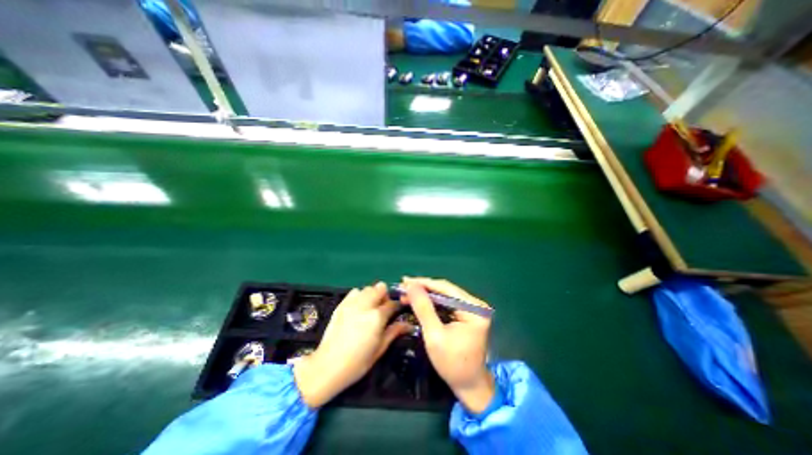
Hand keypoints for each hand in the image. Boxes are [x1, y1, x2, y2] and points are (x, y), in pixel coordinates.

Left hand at [294, 283, 413, 407]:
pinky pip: (354, 292)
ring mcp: (352, 303)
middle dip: (385, 296)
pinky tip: (358, 308)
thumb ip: (394, 332)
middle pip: (380, 288)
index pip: (392, 304)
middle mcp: (365, 305)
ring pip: (368, 288)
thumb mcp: (380, 349)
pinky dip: (359, 296)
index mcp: (377, 317)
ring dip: (372, 295)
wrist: (327, 366)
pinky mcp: (341, 305)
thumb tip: (408, 325)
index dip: (397, 306)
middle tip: (384, 309)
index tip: (398, 311)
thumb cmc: (357, 362)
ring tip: (370, 308)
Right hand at [401, 277, 494, 412]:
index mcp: (474, 309)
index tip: (405, 281)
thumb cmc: (452, 364)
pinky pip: (447, 302)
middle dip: (423, 289)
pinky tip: (419, 300)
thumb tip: (411, 285)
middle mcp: (476, 304)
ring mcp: (473, 308)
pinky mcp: (468, 313)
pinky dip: (432, 302)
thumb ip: (423, 308)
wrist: (469, 385)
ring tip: (408, 293)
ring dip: (426, 294)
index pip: (446, 288)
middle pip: (445, 290)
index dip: (423, 283)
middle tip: (404, 287)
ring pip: (445, 295)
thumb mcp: (434, 335)